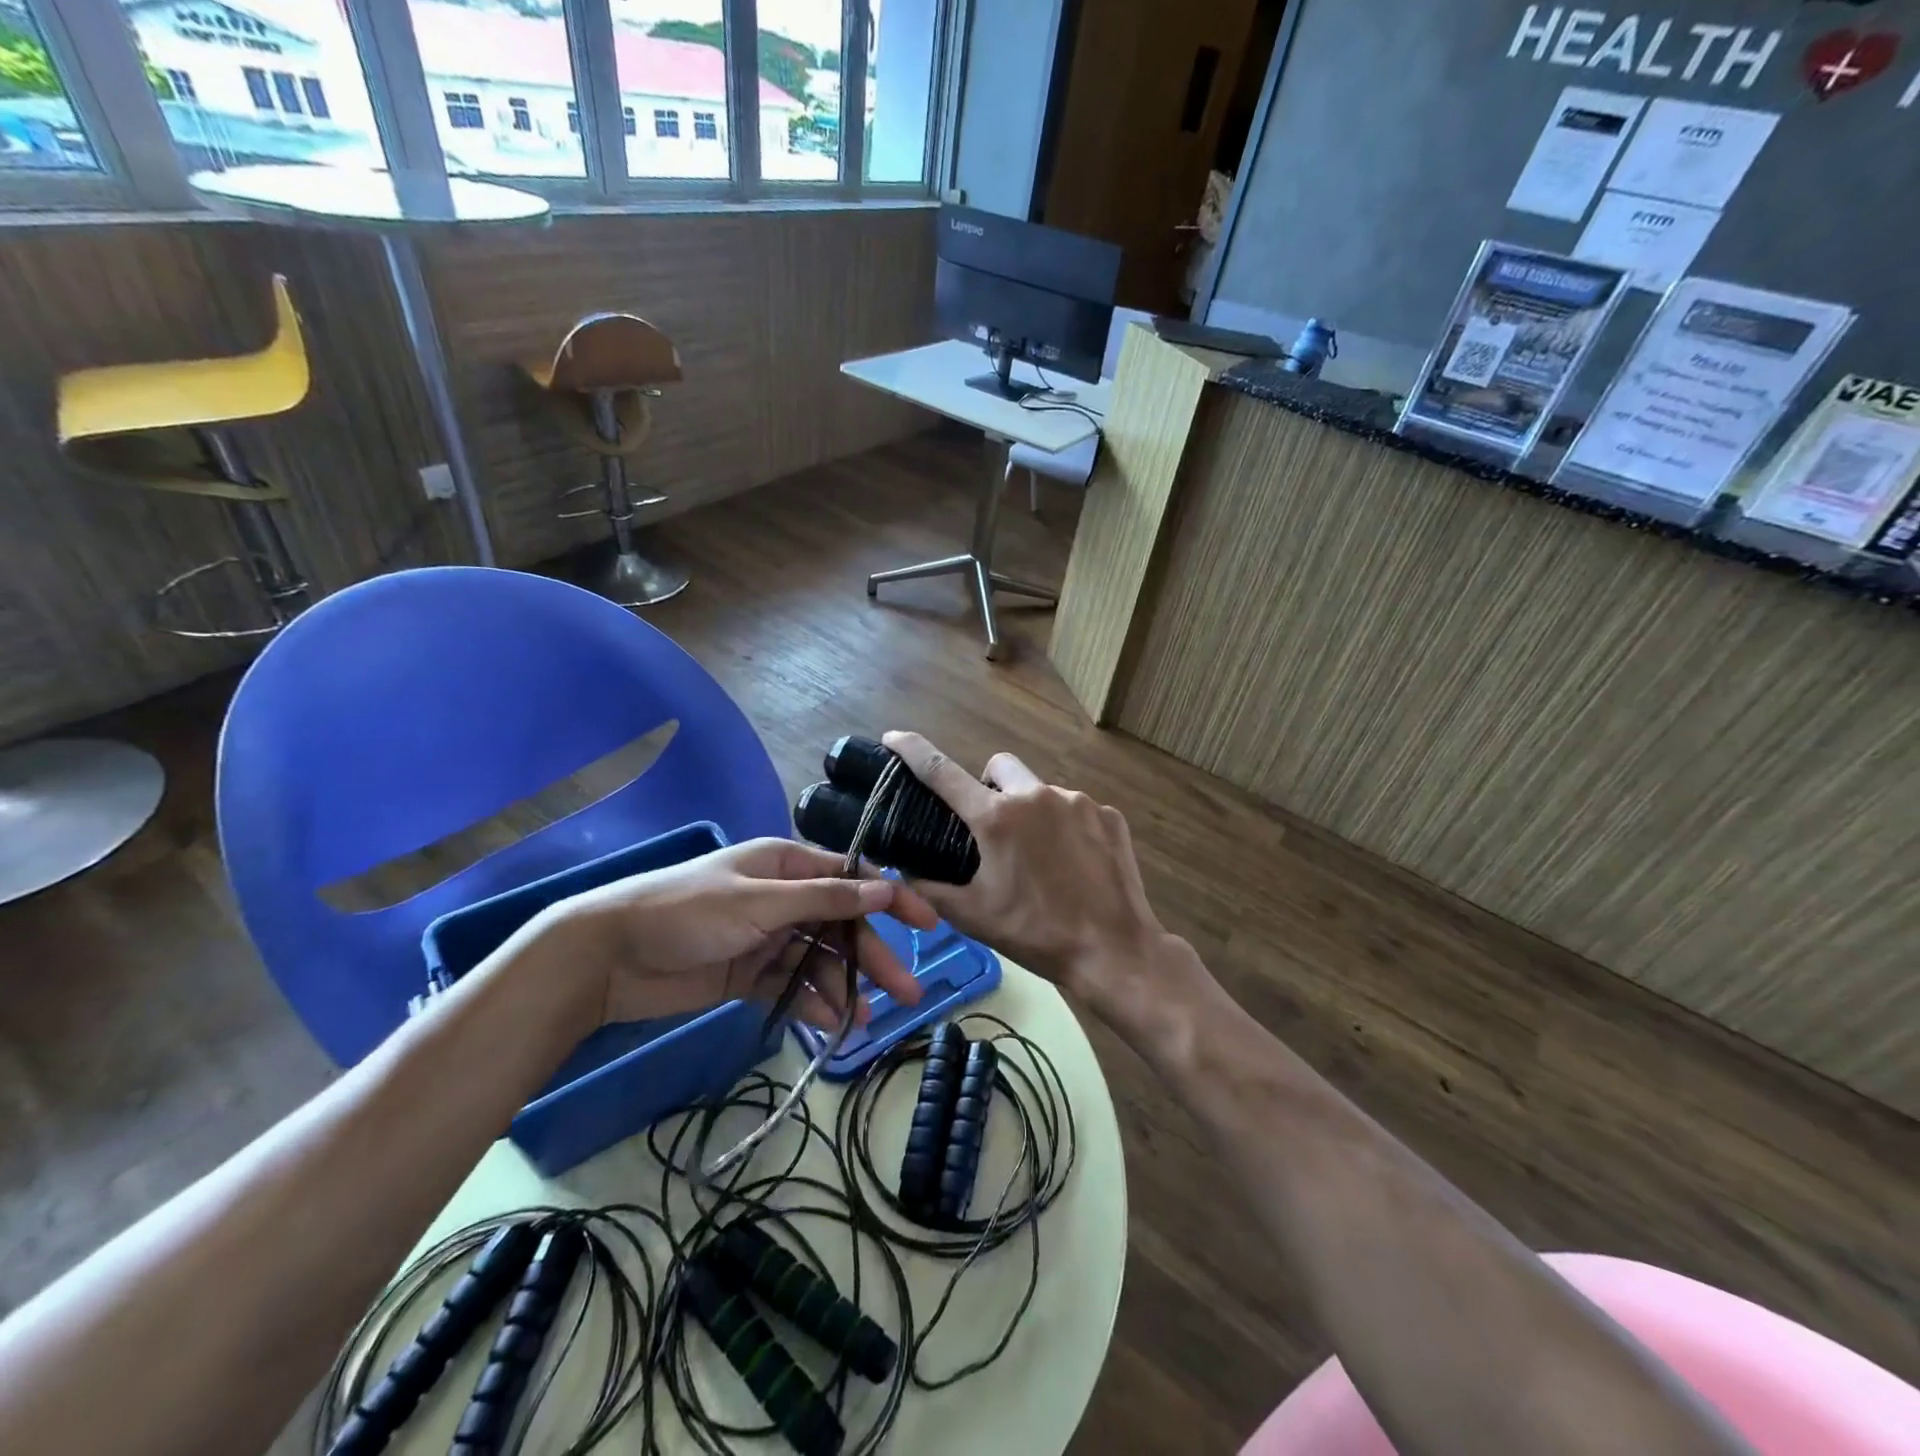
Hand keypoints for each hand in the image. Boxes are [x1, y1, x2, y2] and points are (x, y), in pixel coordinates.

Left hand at [509, 839, 934, 1034]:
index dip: (892, 898)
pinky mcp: (749, 974)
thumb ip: (826, 898)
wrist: (609, 956)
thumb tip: (887, 885)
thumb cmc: (688, 912)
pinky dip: (813, 1005)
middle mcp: (783, 898)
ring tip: (869, 1020)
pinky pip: (793, 988)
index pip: (853, 879)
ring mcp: (767, 938)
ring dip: (845, 988)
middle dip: (873, 956)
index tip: (929, 923)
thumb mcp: (761, 901)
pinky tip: (835, 1027)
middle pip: (841, 925)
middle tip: (909, 992)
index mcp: (787, 866)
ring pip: (820, 962)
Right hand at [882, 732, 1178, 1017]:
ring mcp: (1079, 802)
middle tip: (990, 829)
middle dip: (987, 785)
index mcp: (997, 818)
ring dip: (1029, 812)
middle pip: (999, 767)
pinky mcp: (1109, 816)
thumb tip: (906, 870)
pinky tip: (1073, 865)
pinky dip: (1065, 828)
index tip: (893, 737)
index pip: (942, 771)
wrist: (1114, 950)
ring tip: (1039, 858)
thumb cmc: (1035, 933)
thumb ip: (930, 888)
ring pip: (1040, 791)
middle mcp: (1036, 795)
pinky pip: (1075, 810)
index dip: (913, 750)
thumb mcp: (972, 916)